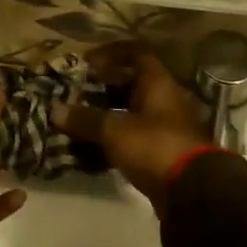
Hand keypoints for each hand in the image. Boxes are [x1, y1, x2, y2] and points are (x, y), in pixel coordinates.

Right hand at [59, 42, 211, 212]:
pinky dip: (113, 141)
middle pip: (130, 85)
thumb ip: (84, 118)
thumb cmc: (153, 146)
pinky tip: (90, 150)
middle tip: (74, 94)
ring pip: (130, 113)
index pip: (135, 53)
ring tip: (76, 122)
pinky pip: (132, 138)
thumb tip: (54, 109)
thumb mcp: (114, 130)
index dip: (110, 53)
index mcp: (157, 83)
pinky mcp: (162, 153)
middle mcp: (163, 99)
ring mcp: (164, 127)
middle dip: (101, 88)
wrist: (192, 193)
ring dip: (105, 116)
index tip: (86, 63)